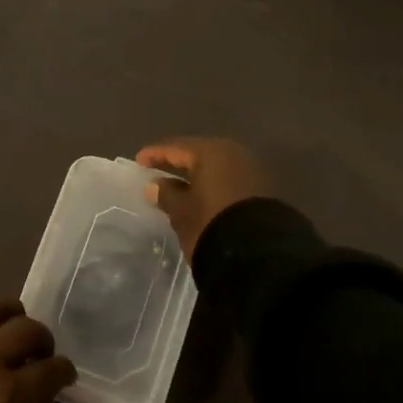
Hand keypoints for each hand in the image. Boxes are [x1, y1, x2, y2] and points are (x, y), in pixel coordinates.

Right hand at [136, 137, 270, 260]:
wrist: (260, 255)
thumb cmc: (211, 224)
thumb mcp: (182, 211)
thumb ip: (167, 194)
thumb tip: (155, 184)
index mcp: (211, 152)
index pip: (176, 148)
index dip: (156, 154)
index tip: (139, 161)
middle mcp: (233, 154)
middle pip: (199, 155)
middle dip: (179, 163)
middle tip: (159, 170)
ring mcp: (251, 171)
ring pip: (217, 169)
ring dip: (198, 176)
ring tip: (180, 187)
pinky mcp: (262, 191)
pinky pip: (230, 181)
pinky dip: (214, 186)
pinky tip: (204, 198)